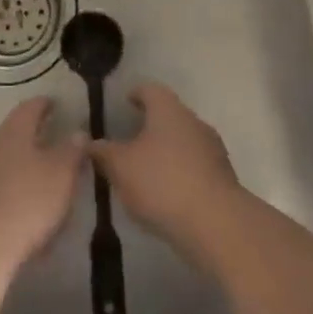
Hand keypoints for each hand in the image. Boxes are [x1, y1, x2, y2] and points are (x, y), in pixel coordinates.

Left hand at [0, 99, 87, 284]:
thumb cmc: (26, 203)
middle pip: (15, 134)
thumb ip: (72, 151)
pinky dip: (14, 191)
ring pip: (5, 161)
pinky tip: (27, 210)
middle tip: (56, 142)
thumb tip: (77, 132)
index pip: (30, 108)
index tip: (57, 104)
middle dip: (35, 137)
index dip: (45, 104)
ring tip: (45, 179)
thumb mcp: (61, 174)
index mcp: (12, 133)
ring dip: (24, 166)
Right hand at [89, 84, 244, 266]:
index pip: (150, 90)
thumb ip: (103, 153)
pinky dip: (180, 172)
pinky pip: (195, 165)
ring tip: (147, 170)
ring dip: (167, 150)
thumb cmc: (162, 183)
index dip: (136, 94)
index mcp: (168, 110)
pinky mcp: (222, 177)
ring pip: (184, 140)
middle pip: (169, 115)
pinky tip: (168, 193)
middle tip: (130, 139)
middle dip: (151, 125)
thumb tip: (89, 142)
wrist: (216, 223)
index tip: (125, 103)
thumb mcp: (120, 167)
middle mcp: (193, 121)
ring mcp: (212, 148)